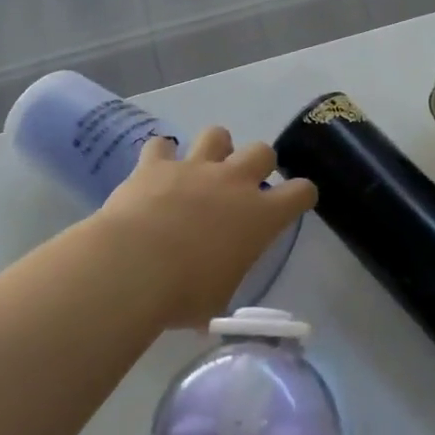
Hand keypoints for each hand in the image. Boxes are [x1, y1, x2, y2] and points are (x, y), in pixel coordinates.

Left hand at [95, 127, 317, 329]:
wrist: (133, 267)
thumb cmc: (184, 293)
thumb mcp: (218, 300)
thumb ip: (223, 285)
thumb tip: (212, 299)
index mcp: (260, 216)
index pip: (301, 191)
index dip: (301, 195)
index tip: (294, 203)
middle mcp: (234, 182)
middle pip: (262, 151)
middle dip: (257, 164)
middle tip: (242, 187)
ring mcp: (195, 168)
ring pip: (217, 134)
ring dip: (214, 149)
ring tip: (202, 169)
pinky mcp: (156, 165)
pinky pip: (161, 145)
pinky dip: (161, 155)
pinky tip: (156, 170)